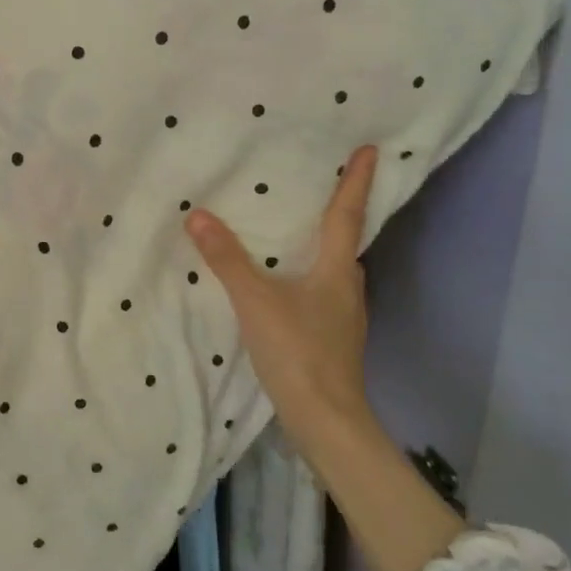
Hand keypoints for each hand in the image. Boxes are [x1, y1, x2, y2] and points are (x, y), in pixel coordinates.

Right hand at [184, 145, 379, 438]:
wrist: (326, 419)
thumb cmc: (298, 351)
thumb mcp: (255, 301)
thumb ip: (227, 259)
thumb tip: (198, 216)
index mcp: (336, 270)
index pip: (347, 215)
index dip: (356, 182)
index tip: (371, 150)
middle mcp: (347, 287)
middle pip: (345, 241)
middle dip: (340, 212)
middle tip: (324, 185)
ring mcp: (343, 315)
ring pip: (334, 268)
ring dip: (322, 246)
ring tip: (297, 230)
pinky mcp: (332, 337)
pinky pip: (323, 291)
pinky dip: (309, 274)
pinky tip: (286, 283)